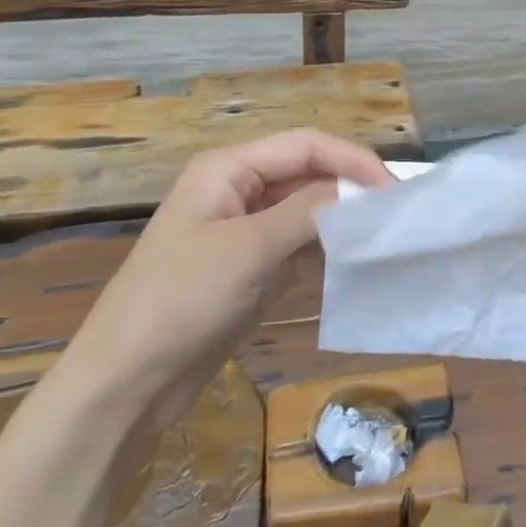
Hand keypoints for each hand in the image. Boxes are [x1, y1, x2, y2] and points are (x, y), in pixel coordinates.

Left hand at [62, 130, 390, 428]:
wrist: (128, 380)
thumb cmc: (181, 299)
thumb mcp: (248, 249)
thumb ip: (307, 212)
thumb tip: (358, 193)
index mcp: (229, 169)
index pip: (305, 146)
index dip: (352, 160)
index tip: (394, 189)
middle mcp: (239, 190)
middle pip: (308, 174)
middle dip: (350, 188)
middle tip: (398, 214)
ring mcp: (246, 231)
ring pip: (307, 211)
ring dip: (343, 219)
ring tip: (386, 235)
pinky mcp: (253, 268)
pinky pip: (300, 246)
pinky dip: (328, 249)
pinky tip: (357, 260)